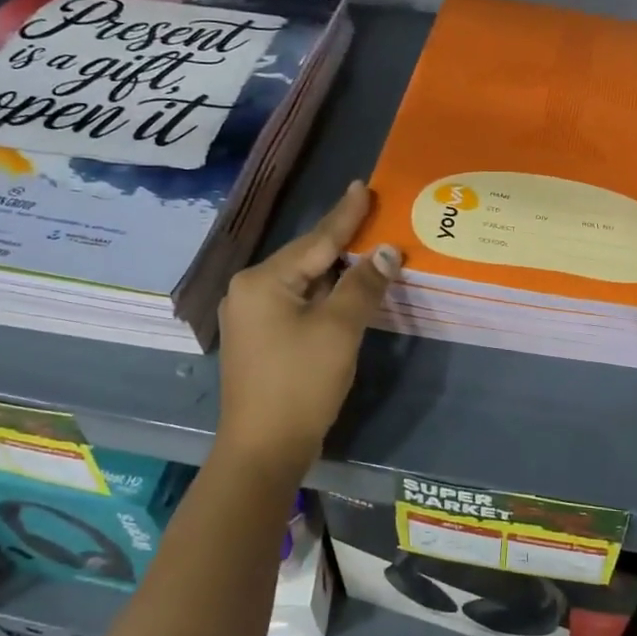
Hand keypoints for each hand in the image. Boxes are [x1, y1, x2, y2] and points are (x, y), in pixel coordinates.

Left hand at [217, 181, 399, 470]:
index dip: (345, 215)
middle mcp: (249, 290)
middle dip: (342, 242)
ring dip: (335, 271)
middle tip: (372, 215)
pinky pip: (296, 303)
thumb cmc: (300, 383)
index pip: (316, 240)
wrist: (263, 450)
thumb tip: (387, 251)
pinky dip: (323, 295)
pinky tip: (343, 292)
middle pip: (306, 258)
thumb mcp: (339, 329)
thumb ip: (363, 285)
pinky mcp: (258, 339)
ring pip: (302, 282)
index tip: (364, 186)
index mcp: (263, 280)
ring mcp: (250, 316)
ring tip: (365, 249)